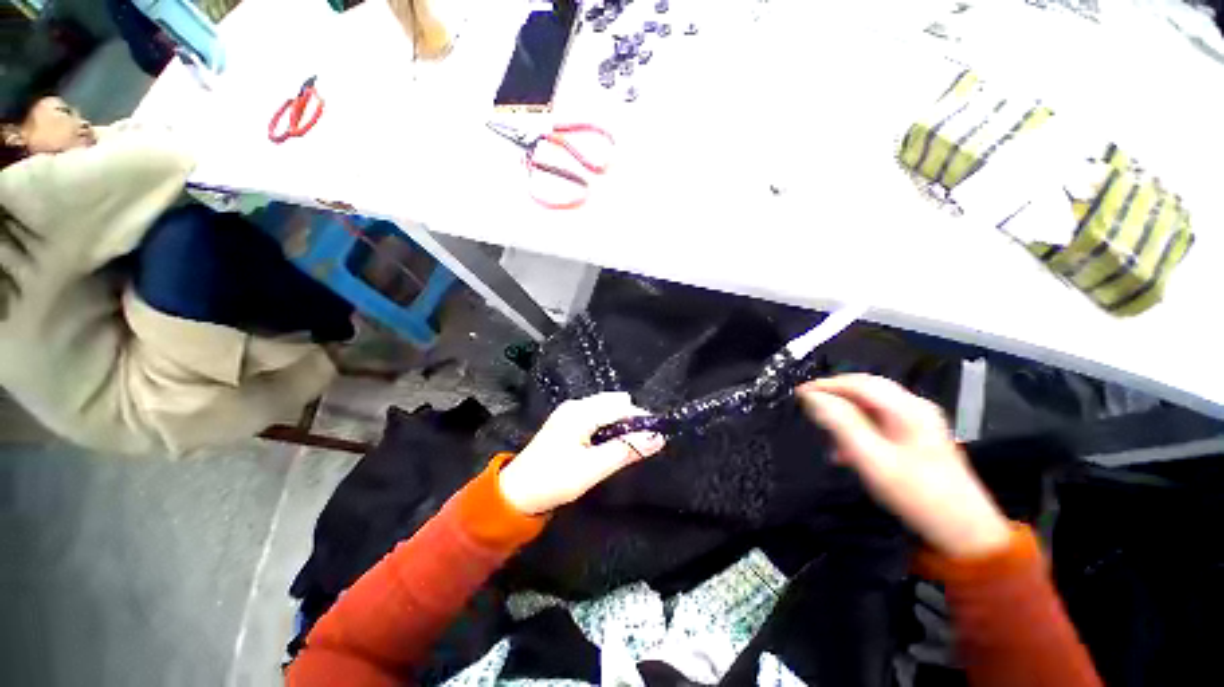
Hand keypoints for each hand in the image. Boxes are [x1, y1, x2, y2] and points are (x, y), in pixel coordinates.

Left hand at [499, 392, 665, 514]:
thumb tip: (657, 438)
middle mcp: (576, 405)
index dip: (642, 420)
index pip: (622, 406)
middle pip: (615, 404)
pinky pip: (596, 417)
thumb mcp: (593, 468)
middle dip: (631, 421)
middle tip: (640, 446)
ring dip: (620, 425)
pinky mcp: (567, 422)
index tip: (657, 437)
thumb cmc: (554, 480)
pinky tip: (609, 445)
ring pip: (606, 410)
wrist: (516, 493)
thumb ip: (626, 450)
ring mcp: (570, 412)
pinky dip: (608, 427)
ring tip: (627, 447)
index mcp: (581, 412)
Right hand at [797, 374, 1010, 558]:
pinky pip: (880, 421)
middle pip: (866, 390)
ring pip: (872, 405)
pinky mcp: (918, 438)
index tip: (799, 393)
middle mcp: (915, 408)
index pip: (859, 383)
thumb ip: (841, 424)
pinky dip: (858, 427)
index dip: (826, 384)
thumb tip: (813, 398)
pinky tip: (846, 449)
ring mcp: (919, 422)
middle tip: (808, 406)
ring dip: (845, 413)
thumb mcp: (873, 459)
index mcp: (908, 409)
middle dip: (834, 395)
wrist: (963, 531)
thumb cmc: (917, 494)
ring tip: (825, 431)